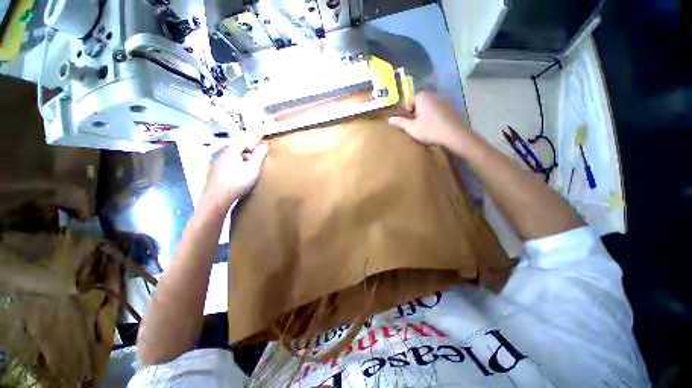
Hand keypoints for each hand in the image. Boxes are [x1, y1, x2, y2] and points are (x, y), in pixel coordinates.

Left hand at [204, 142, 268, 207]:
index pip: (243, 144)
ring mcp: (215, 164)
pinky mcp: (213, 174)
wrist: (218, 198)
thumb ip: (259, 156)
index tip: (261, 156)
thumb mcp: (253, 168)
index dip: (254, 148)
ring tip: (248, 173)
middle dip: (247, 156)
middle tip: (256, 165)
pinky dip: (234, 170)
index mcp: (230, 151)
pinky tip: (238, 179)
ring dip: (241, 163)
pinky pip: (226, 167)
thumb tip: (265, 145)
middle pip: (236, 151)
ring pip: (231, 160)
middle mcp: (220, 155)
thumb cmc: (238, 181)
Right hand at [388, 91, 469, 150]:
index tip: (410, 122)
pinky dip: (436, 115)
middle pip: (421, 102)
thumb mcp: (411, 128)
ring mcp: (445, 99)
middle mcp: (434, 94)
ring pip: (431, 105)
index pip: (411, 100)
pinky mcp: (452, 106)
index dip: (408, 112)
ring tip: (426, 127)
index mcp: (423, 97)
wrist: (454, 135)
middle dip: (417, 112)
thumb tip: (389, 119)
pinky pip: (439, 109)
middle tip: (417, 125)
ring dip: (426, 114)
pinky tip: (436, 126)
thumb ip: (400, 122)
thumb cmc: (430, 130)